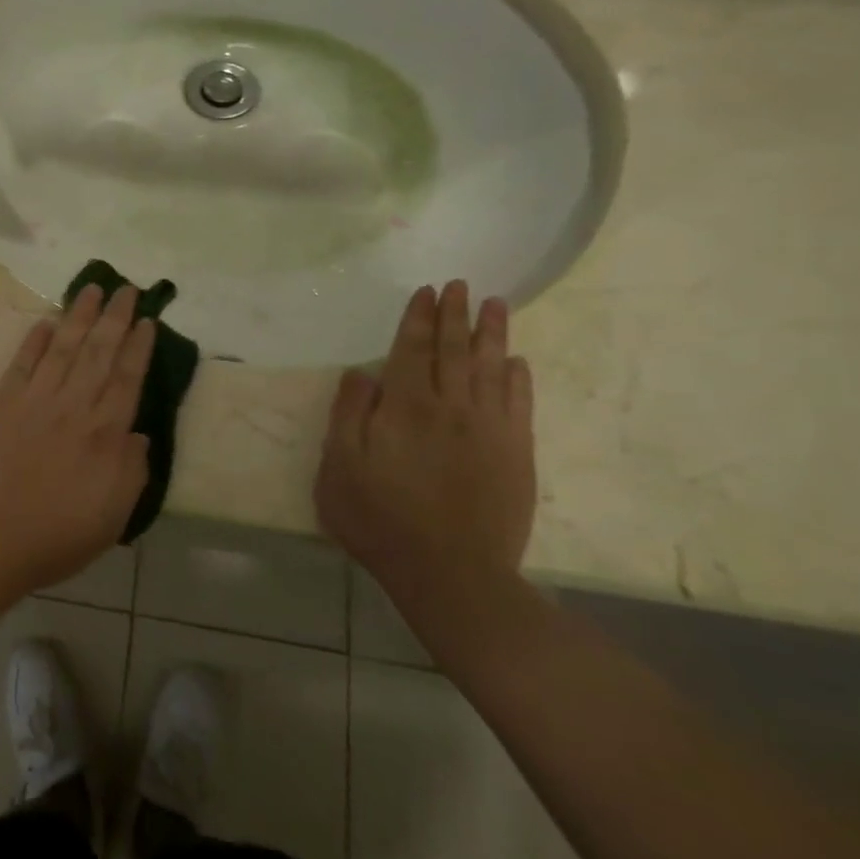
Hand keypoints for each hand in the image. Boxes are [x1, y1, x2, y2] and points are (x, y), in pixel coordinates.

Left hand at [0, 284, 155, 592]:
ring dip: (78, 316)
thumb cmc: (57, 535)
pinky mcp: (1, 403)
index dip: (138, 346)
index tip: (146, 319)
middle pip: (98, 352)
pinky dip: (34, 340)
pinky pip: (22, 363)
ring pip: (62, 347)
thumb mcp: (114, 515)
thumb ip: (132, 470)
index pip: (128, 378)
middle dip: (114, 317)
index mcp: (105, 433)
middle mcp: (73, 406)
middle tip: (125, 287)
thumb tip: (139, 434)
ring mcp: (35, 400)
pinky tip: (46, 322)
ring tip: (91, 289)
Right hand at [315, 282, 536, 607]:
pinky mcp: (516, 454)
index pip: (412, 350)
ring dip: (492, 334)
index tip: (426, 291)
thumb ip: (348, 414)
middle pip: (454, 350)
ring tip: (496, 305)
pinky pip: (520, 404)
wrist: (450, 572)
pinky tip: (516, 362)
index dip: (418, 318)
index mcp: (405, 407)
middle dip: (456, 315)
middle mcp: (451, 407)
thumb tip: (361, 372)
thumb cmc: (379, 519)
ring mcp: (490, 430)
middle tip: (461, 285)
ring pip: (491, 368)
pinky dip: (518, 378)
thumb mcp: (339, 467)